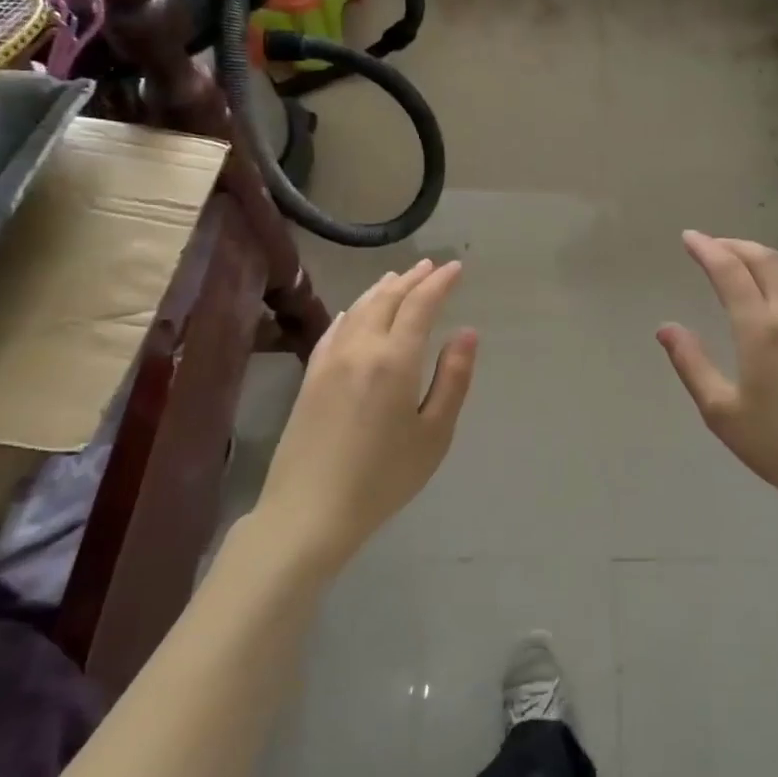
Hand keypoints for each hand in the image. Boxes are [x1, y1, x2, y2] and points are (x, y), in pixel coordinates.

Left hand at [254, 260, 477, 575]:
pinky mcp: (310, 376)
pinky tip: (356, 311)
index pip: (420, 305)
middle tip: (431, 266)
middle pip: (387, 299)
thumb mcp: (434, 433)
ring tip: (399, 277)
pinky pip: (335, 328)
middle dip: (412, 279)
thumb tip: (468, 333)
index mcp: (394, 360)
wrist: (309, 510)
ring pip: (358, 309)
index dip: (439, 283)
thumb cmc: (383, 477)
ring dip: (382, 289)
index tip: (456, 268)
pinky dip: (353, 310)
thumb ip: (453, 379)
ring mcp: (329, 360)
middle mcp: (360, 348)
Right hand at [658, 232, 777, 516]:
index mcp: (760, 329)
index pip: (729, 272)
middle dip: (736, 246)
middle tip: (714, 246)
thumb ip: (692, 364)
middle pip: (765, 260)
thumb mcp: (722, 412)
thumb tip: (665, 327)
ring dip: (768, 258)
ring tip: (749, 263)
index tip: (689, 238)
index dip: (707, 249)